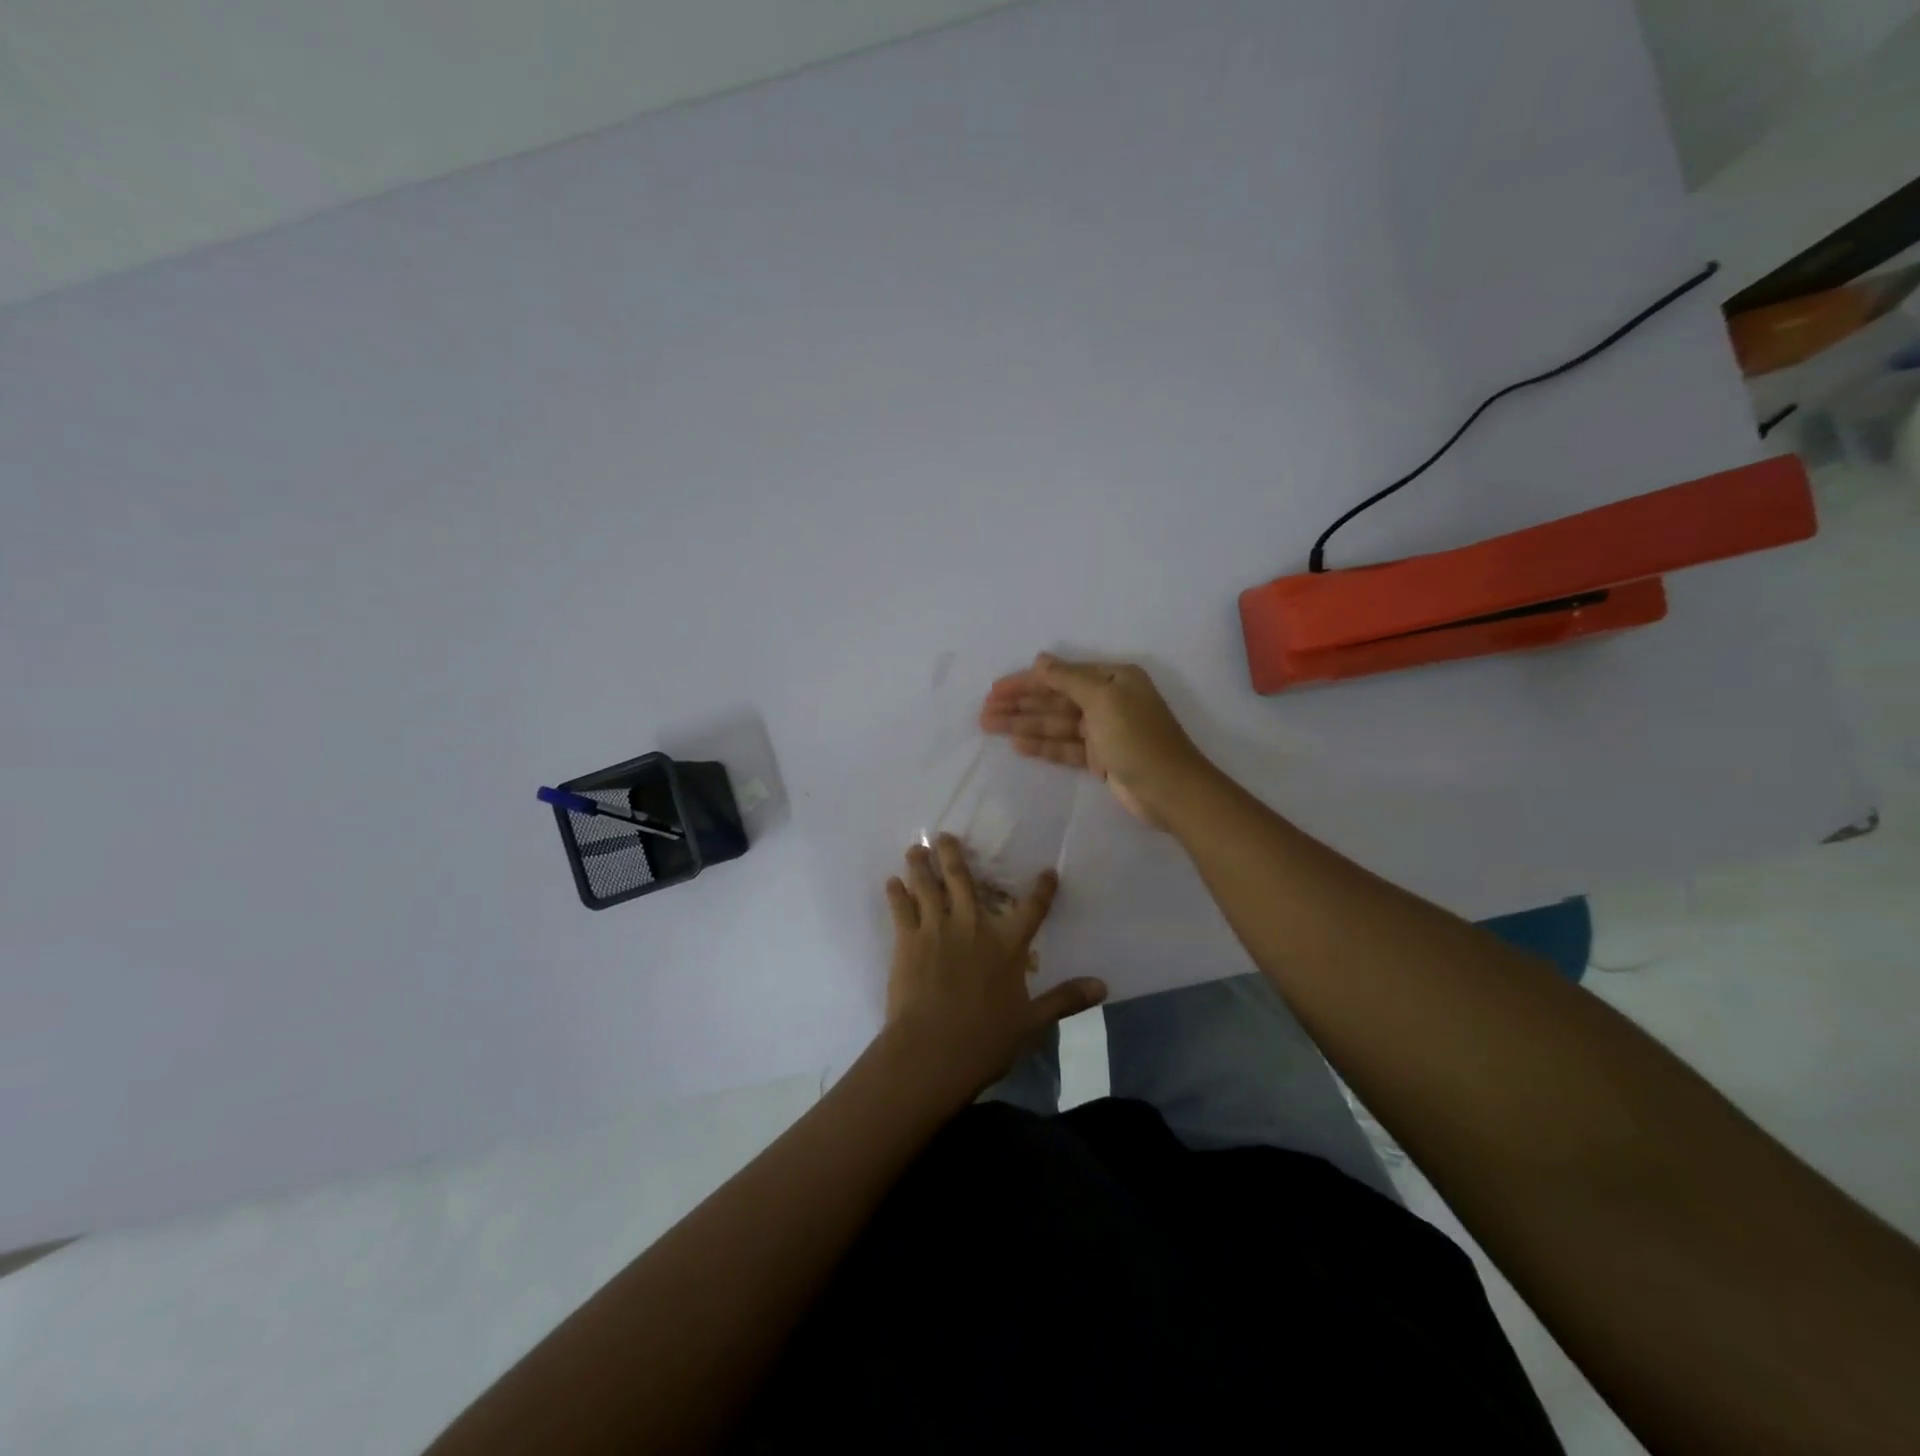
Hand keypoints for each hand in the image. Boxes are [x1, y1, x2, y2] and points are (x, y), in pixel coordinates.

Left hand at [882, 835, 1105, 1100]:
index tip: (1047, 871)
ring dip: (921, 866)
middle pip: (963, 880)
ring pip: (928, 887)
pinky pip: (900, 909)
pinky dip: (896, 893)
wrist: (932, 1050)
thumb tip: (1103, 987)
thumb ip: (1065, 999)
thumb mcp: (1032, 1021)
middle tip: (945, 836)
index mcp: (1007, 944)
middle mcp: (972, 925)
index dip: (1042, 889)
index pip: (1031, 909)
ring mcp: (936, 929)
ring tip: (915, 849)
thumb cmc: (986, 1039)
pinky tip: (891, 882)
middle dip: (954, 855)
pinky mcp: (907, 940)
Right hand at [979, 653, 1212, 827]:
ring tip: (990, 727)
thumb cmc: (1137, 738)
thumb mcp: (1103, 699)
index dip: (1026, 682)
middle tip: (984, 712)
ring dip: (1024, 724)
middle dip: (1020, 704)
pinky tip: (1017, 745)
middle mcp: (1108, 700)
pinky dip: (1042, 745)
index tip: (995, 690)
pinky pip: (1065, 747)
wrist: (1170, 790)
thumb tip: (1040, 660)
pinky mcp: (1100, 758)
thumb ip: (1068, 678)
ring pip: (1056, 724)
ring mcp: (1104, 731)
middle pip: (1055, 699)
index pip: (1061, 675)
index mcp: (1113, 679)